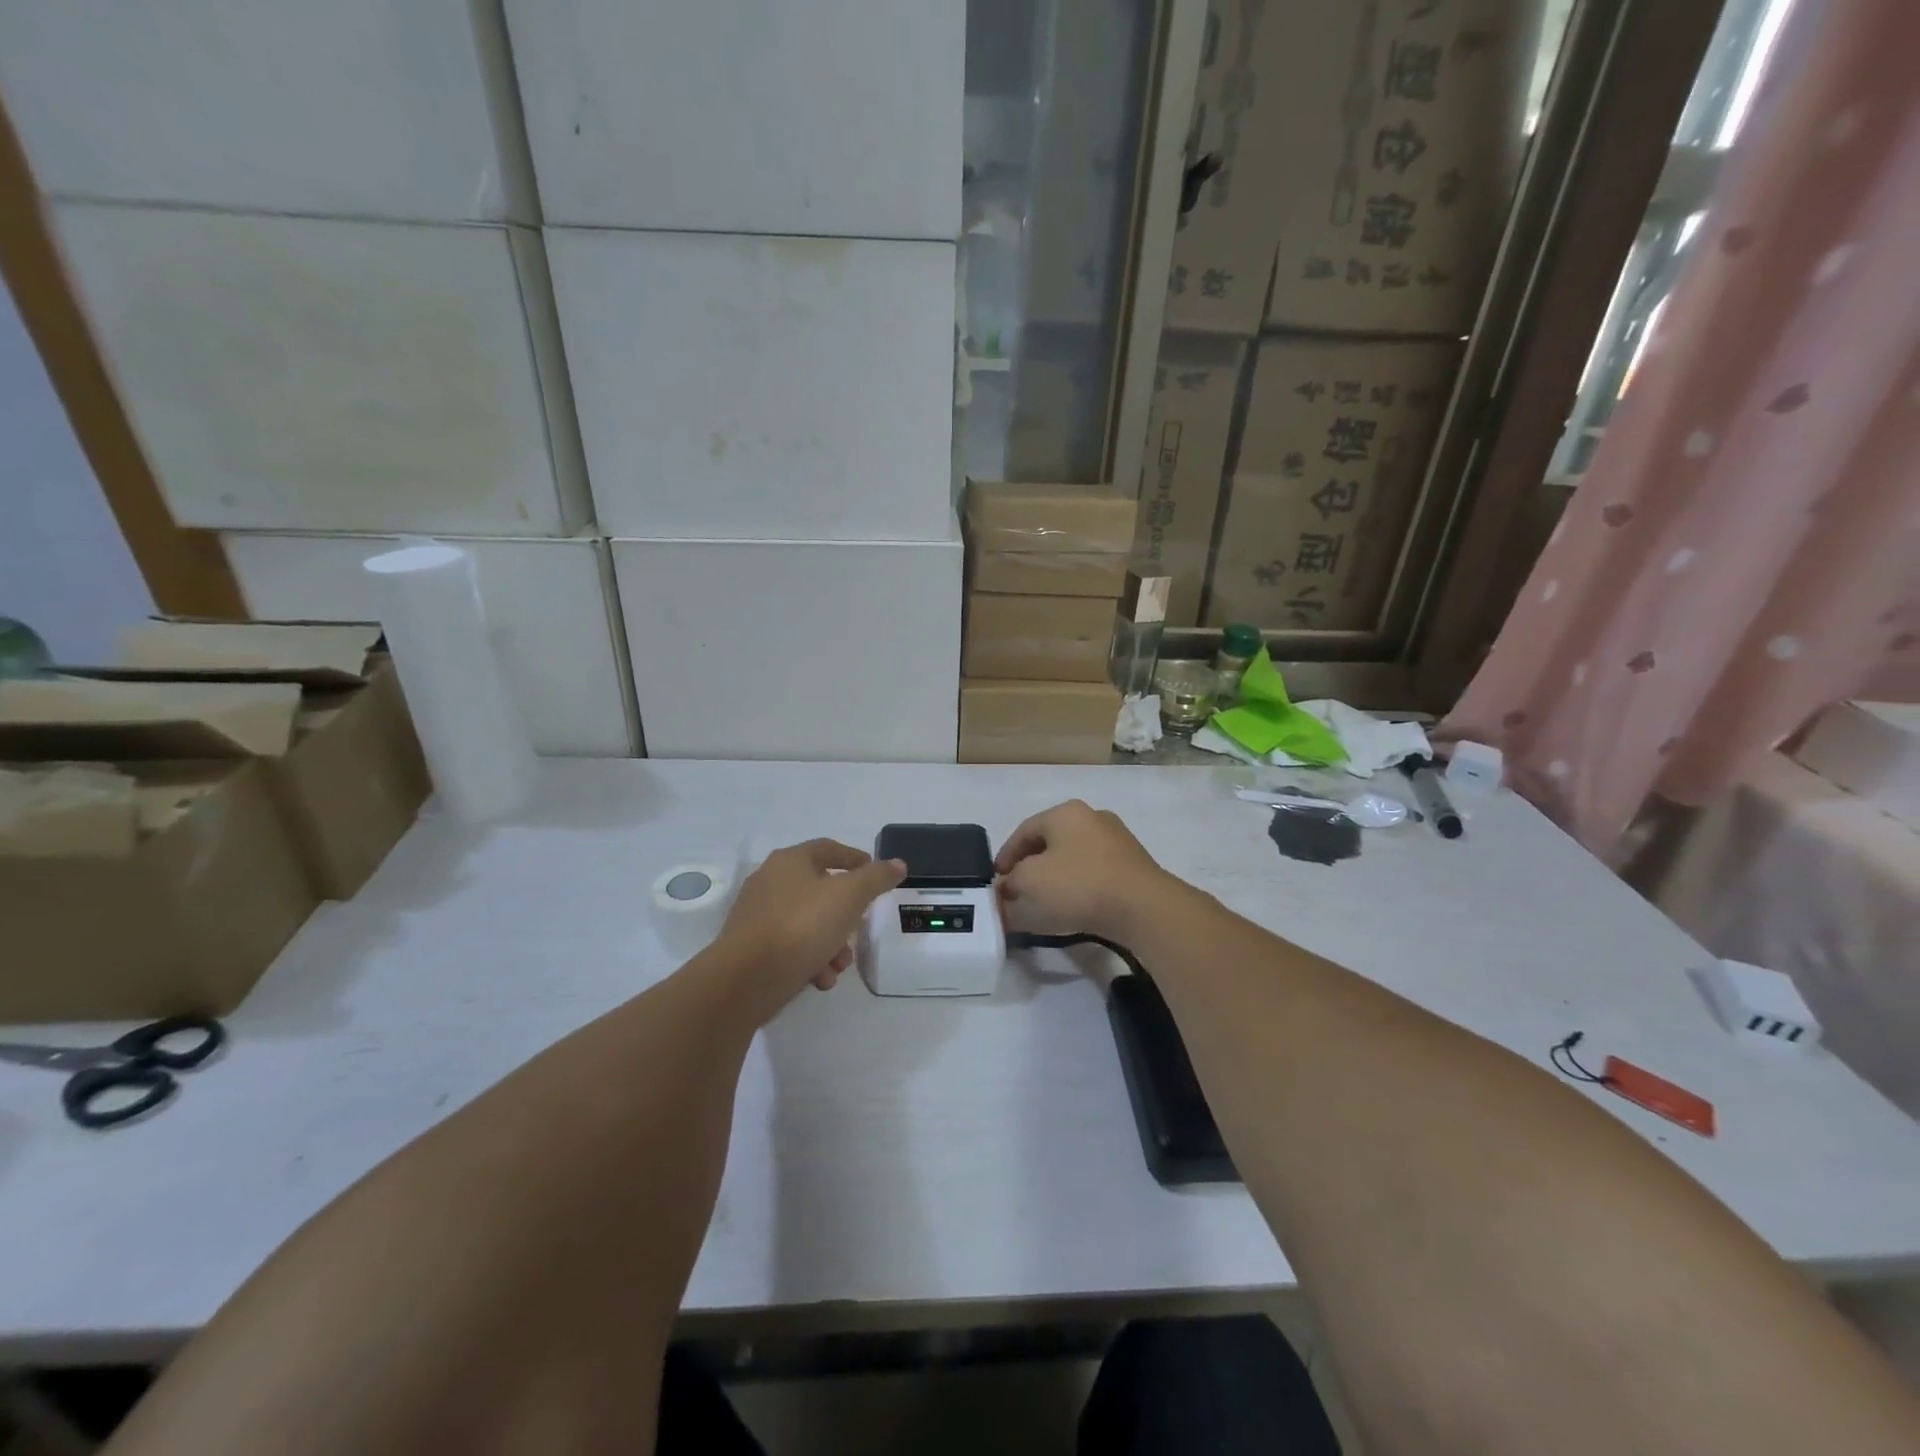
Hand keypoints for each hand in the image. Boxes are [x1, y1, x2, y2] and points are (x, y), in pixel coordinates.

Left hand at [715, 839, 905, 1017]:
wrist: (745, 979)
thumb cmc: (802, 925)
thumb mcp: (850, 897)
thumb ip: (876, 878)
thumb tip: (898, 864)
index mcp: (790, 861)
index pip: (828, 849)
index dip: (855, 858)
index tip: (877, 874)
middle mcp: (770, 882)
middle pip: (820, 890)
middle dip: (846, 914)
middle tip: (860, 928)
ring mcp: (758, 916)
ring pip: (807, 923)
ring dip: (831, 943)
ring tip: (840, 965)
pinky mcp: (752, 948)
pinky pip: (790, 948)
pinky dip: (810, 960)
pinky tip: (819, 979)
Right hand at [994, 801, 1168, 940]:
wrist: (1143, 907)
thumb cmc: (1078, 884)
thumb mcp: (1029, 883)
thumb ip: (1010, 886)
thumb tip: (1006, 891)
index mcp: (1065, 812)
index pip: (1024, 831)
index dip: (1005, 856)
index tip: (996, 880)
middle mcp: (1092, 818)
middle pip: (1050, 843)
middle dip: (1030, 869)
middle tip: (1017, 892)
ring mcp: (1117, 841)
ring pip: (1073, 859)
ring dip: (1055, 879)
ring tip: (1044, 904)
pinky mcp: (1134, 866)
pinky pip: (1095, 874)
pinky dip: (1078, 888)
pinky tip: (1073, 909)